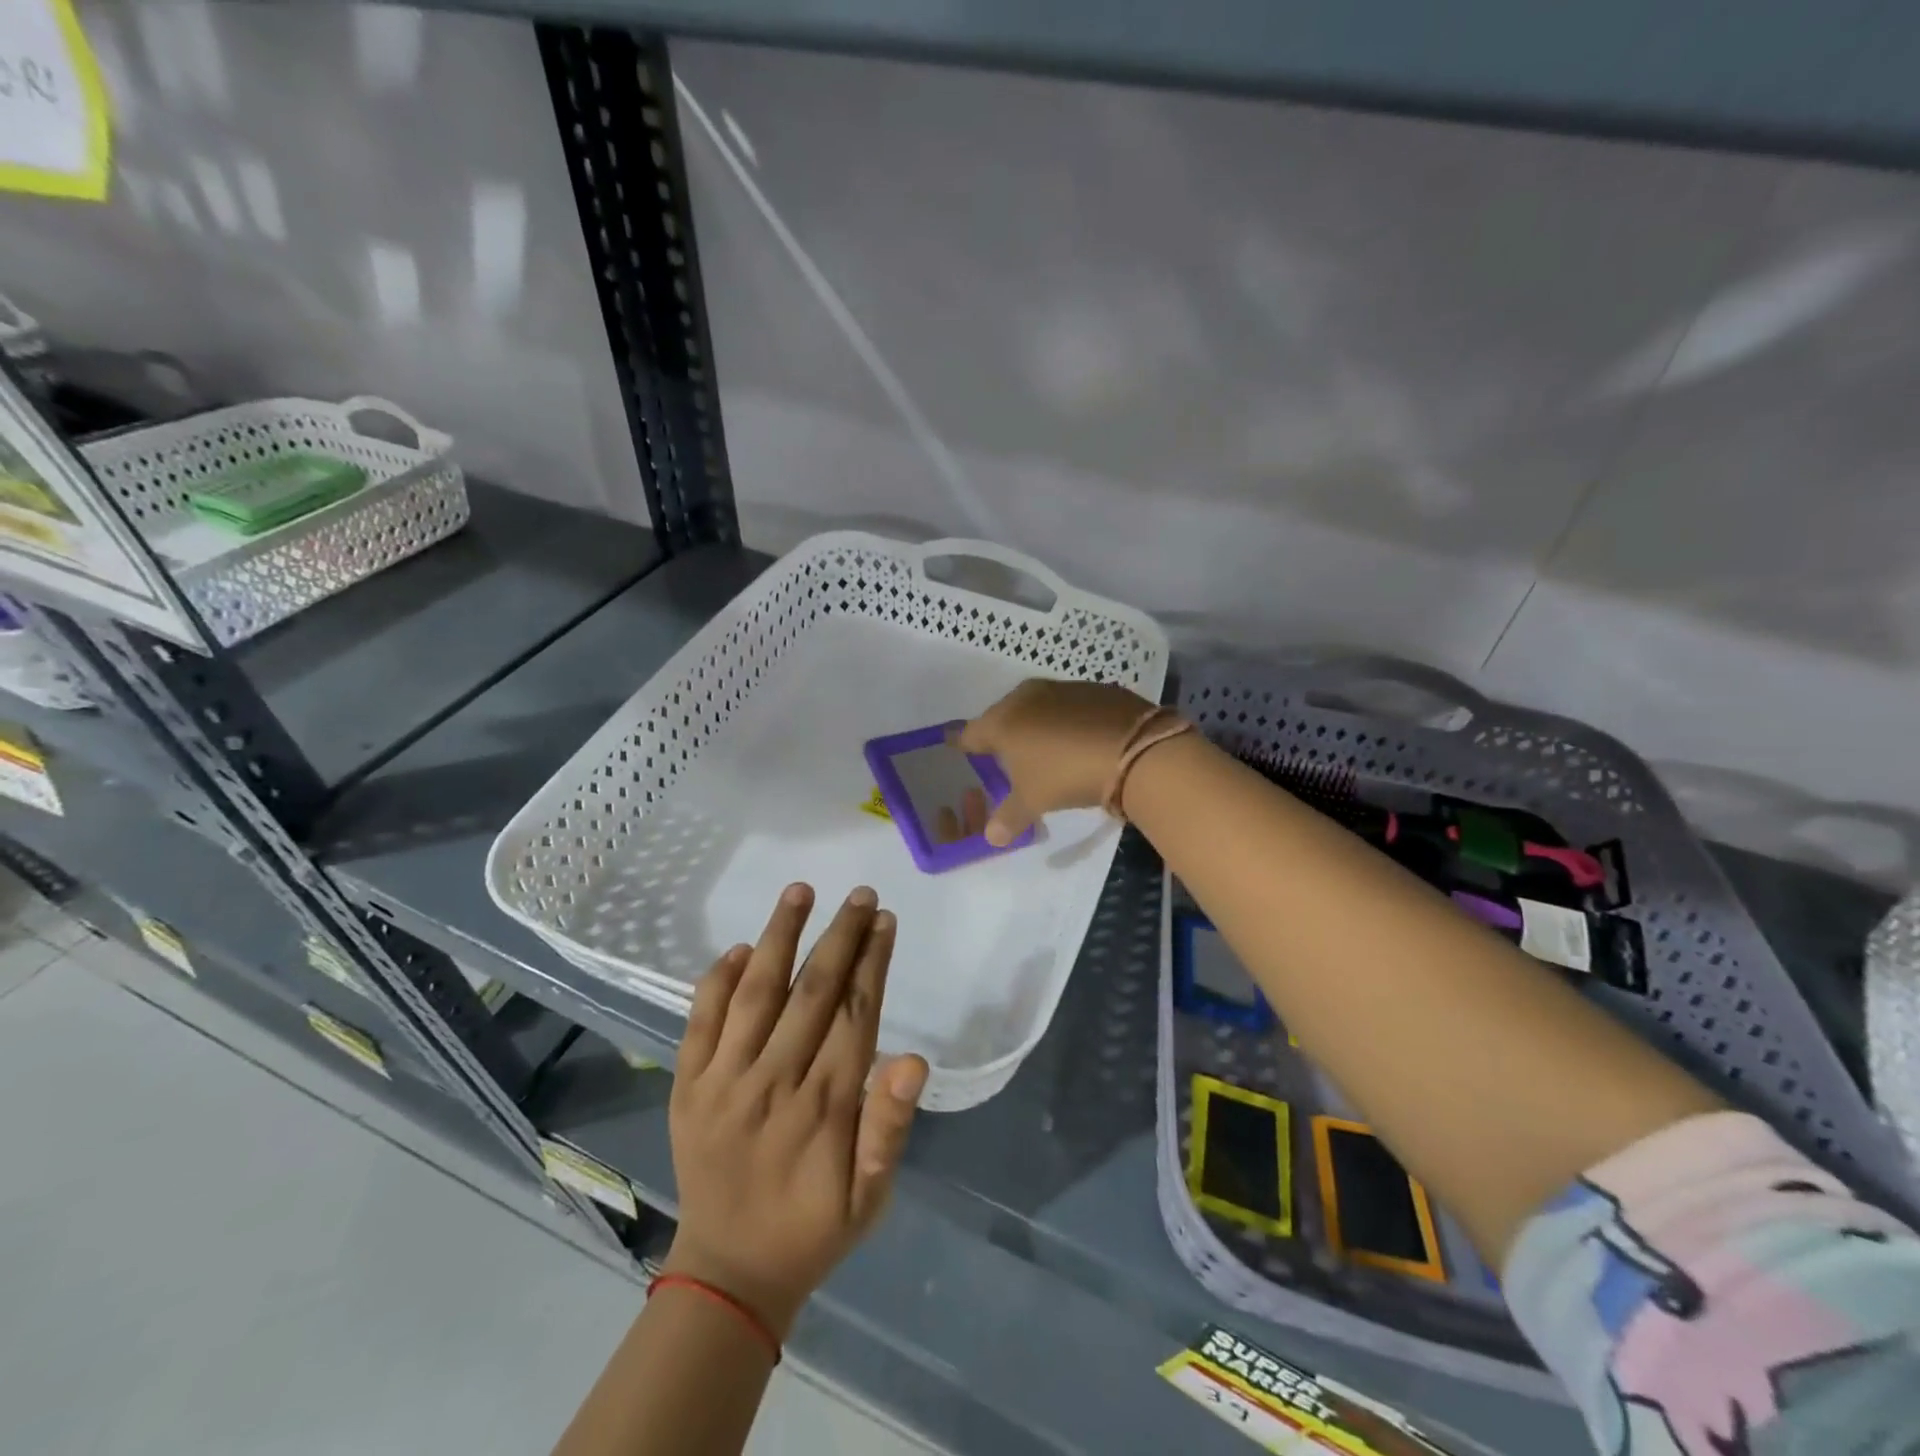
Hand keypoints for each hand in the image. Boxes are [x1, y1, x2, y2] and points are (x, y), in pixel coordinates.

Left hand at [663, 883, 928, 1338]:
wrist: (728, 1272)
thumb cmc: (813, 1228)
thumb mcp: (872, 1195)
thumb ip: (890, 1126)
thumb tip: (914, 1059)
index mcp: (825, 1106)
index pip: (855, 1013)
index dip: (872, 961)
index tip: (884, 920)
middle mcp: (774, 1081)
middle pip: (812, 990)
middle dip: (839, 935)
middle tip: (859, 894)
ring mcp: (724, 1081)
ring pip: (756, 992)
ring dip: (779, 937)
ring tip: (800, 891)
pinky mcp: (687, 1087)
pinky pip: (700, 1023)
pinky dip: (716, 982)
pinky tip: (737, 949)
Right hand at [954, 679, 1158, 844]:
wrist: (1134, 750)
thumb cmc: (1067, 774)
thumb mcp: (1034, 800)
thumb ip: (1009, 817)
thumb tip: (991, 837)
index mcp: (1002, 720)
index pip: (972, 732)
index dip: (963, 742)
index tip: (955, 744)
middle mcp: (1027, 696)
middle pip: (1004, 714)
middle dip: (1001, 731)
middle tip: (1003, 751)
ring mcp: (1063, 688)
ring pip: (1037, 706)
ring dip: (1036, 723)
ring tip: (1042, 746)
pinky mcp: (1096, 689)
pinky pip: (1070, 705)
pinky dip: (1067, 720)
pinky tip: (1076, 738)